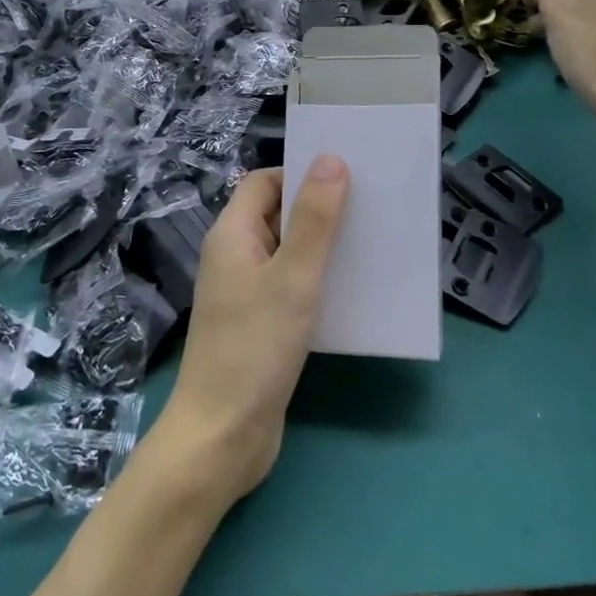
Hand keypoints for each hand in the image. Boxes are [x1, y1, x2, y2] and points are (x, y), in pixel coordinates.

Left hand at [155, 161, 349, 505]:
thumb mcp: (293, 277)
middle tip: (371, 206)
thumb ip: (314, 219)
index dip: (301, 172)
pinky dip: (319, 281)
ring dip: (323, 246)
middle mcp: (235, 256)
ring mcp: (245, 292)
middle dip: (319, 208)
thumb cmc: (255, 347)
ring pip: (288, 253)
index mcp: (232, 234)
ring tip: (372, 243)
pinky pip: (291, 287)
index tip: (348, 174)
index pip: (264, 182)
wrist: (223, 436)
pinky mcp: (260, 324)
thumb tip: (330, 160)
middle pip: (277, 214)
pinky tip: (354, 290)